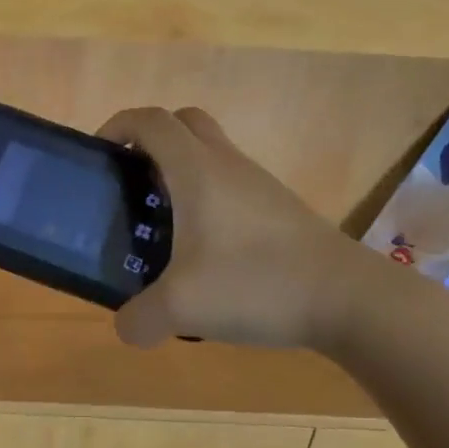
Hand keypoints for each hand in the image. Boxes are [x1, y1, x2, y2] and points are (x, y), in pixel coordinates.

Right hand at [98, 106, 374, 349]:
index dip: (118, 125)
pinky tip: (204, 248)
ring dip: (181, 169)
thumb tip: (126, 327)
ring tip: (163, 221)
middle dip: (150, 140)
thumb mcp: (183, 308)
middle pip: (183, 122)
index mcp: (196, 170)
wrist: (348, 298)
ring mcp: (257, 183)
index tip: (100, 154)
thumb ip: (140, 319)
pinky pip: (231, 181)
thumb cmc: (256, 283)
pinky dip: (208, 195)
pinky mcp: (278, 207)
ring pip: (211, 151)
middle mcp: (226, 163)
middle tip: (132, 180)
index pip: (150, 121)